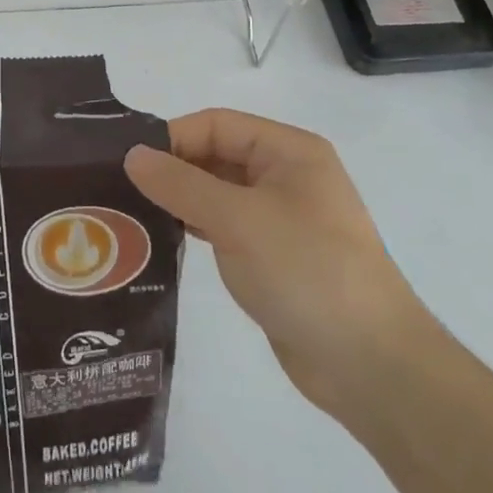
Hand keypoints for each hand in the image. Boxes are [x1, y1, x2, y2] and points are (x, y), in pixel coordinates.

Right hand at [124, 108, 427, 422]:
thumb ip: (181, 183)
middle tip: (120, 188)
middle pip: (216, 155)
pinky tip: (163, 239)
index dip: (172, 138)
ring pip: (217, 193)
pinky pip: (225, 227)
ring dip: (180, 200)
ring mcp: (281, 218)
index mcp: (289, 151)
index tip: (127, 163)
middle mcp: (286, 176)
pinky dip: (195, 228)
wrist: (372, 367)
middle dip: (172, 168)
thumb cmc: (307, 271)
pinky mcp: (274, 257)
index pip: (216, 125)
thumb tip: (132, 154)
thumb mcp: (238, 219)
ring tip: (131, 214)